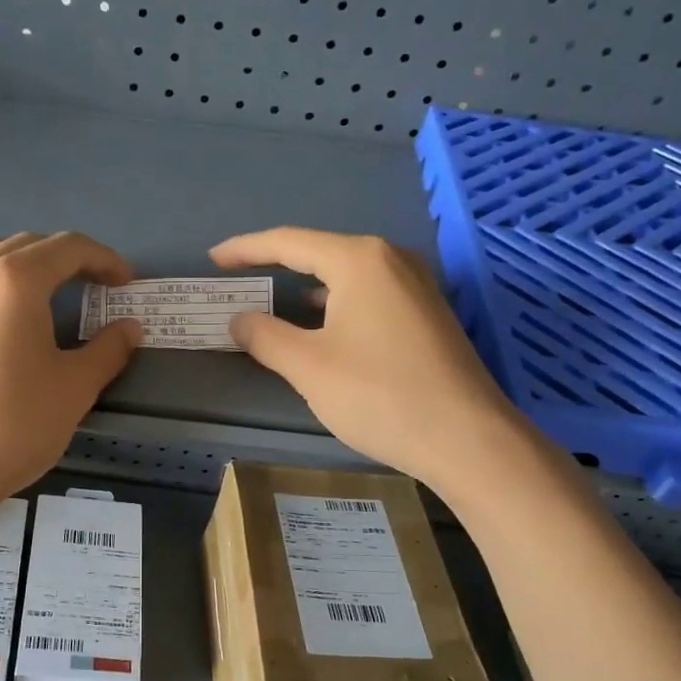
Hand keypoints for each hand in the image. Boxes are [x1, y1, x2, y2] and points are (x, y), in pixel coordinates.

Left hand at [0, 232, 140, 512]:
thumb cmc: (11, 429)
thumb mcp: (74, 390)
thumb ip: (108, 350)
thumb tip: (129, 328)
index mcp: (15, 281)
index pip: (68, 248)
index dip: (104, 259)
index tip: (124, 282)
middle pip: (24, 245)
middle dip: (64, 261)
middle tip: (89, 289)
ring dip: (13, 262)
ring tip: (30, 291)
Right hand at [210, 227, 519, 487]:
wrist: (467, 439)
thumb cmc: (379, 395)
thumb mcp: (309, 367)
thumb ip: (265, 337)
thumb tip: (239, 319)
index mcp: (360, 260)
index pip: (289, 242)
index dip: (245, 249)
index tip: (213, 259)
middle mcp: (392, 260)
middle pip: (320, 253)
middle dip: (276, 265)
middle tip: (239, 279)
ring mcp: (417, 286)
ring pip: (347, 275)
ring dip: (307, 287)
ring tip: (273, 301)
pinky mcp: (428, 313)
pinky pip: (369, 294)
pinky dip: (336, 303)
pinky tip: (323, 326)